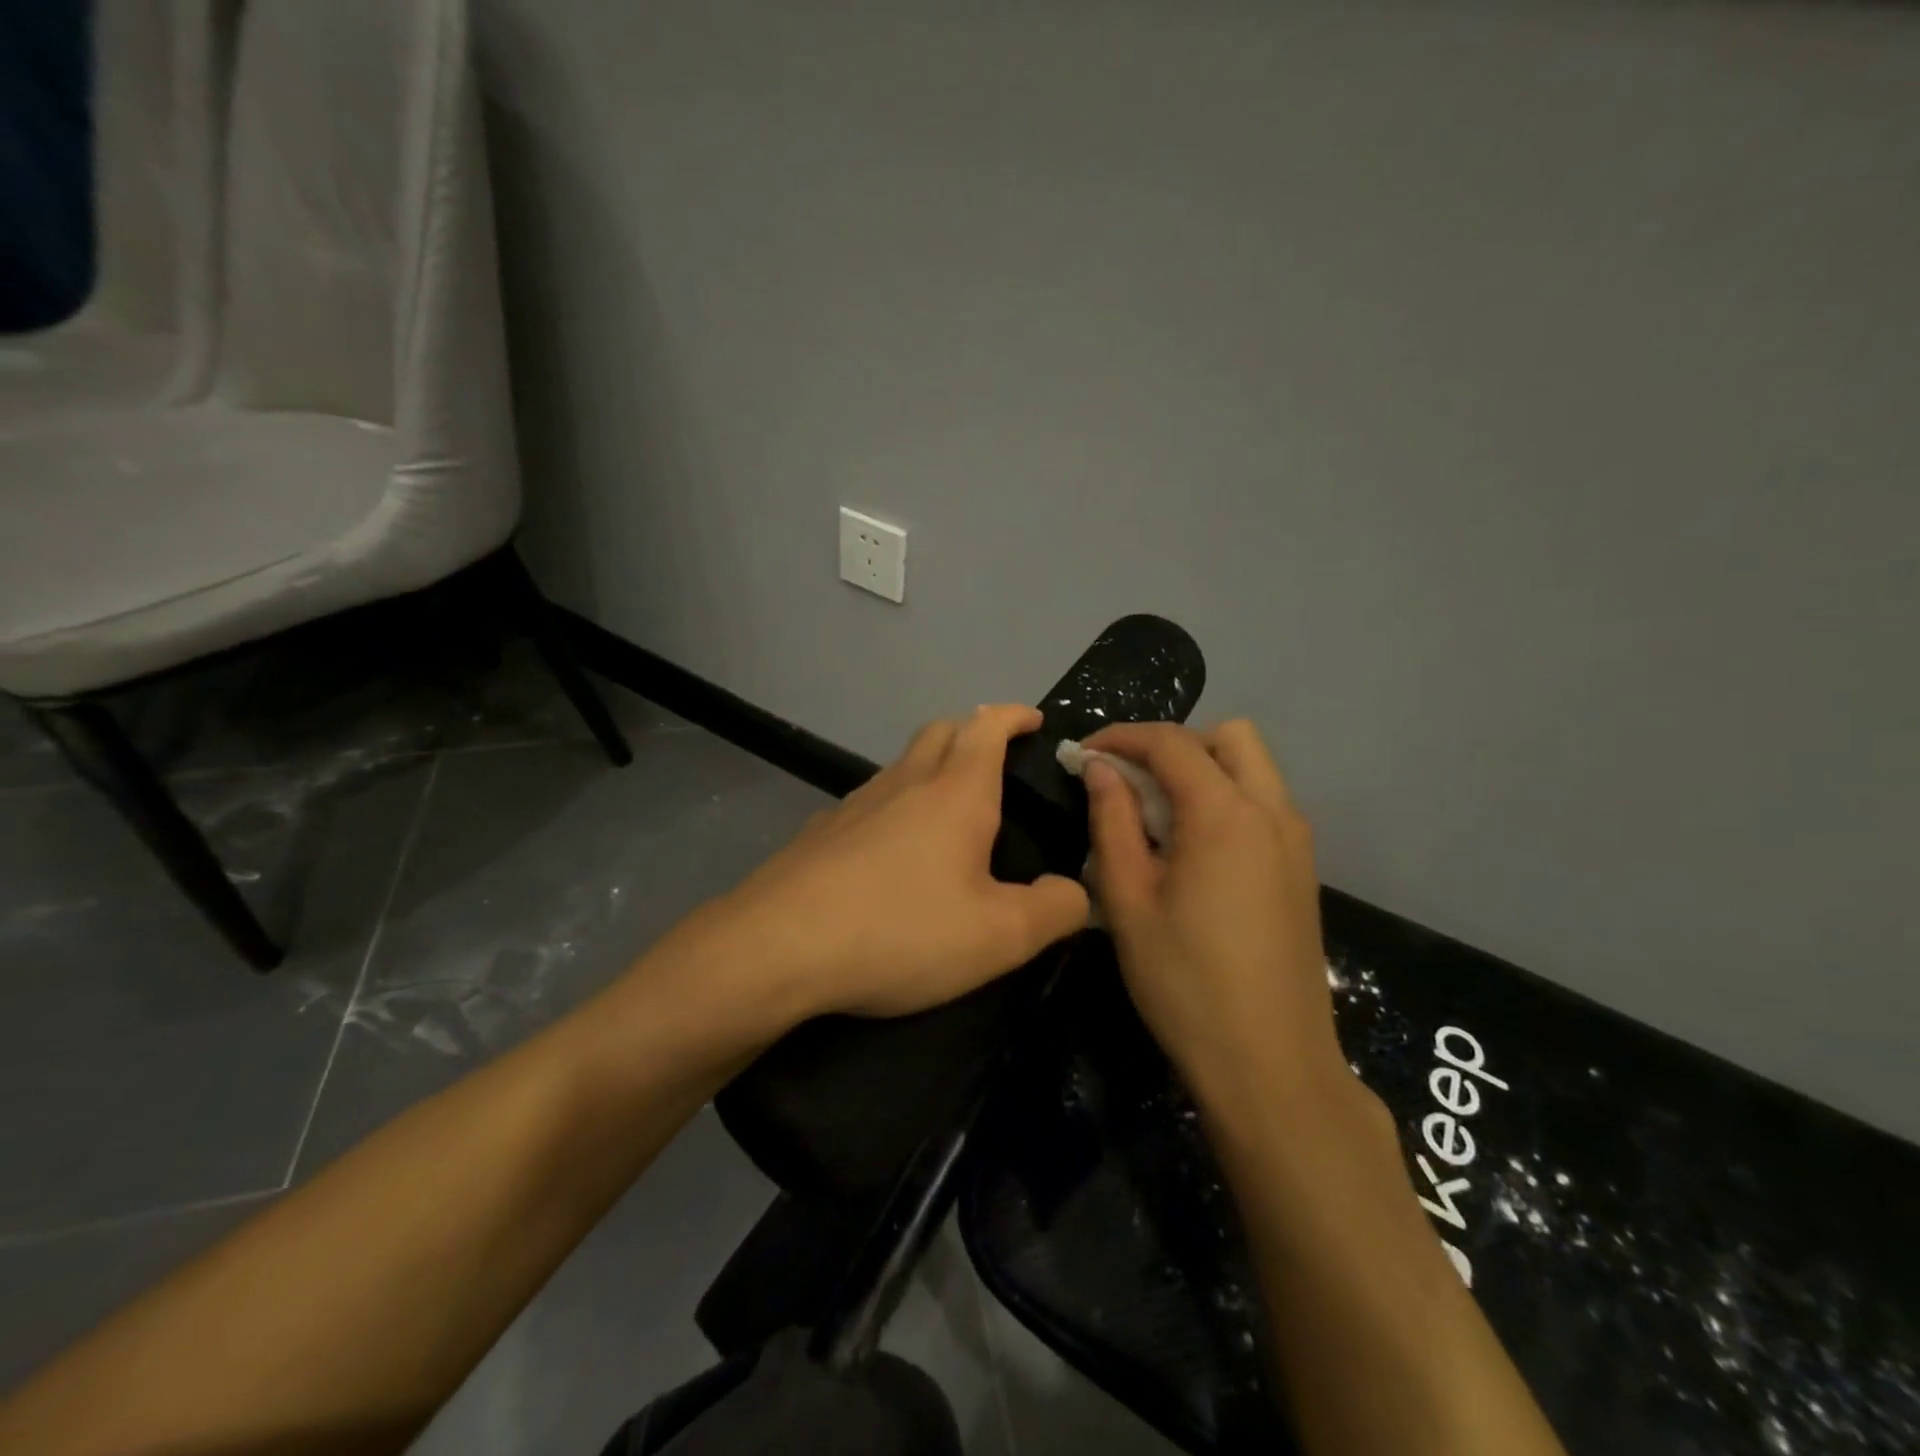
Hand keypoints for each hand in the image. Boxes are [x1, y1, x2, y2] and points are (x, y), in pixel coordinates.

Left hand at [703, 705, 1089, 1019]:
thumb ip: (1054, 910)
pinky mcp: (821, 833)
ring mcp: (855, 803)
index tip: (1034, 720)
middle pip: (940, 731)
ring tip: (950, 806)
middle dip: (972, 730)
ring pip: (902, 764)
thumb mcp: (999, 936)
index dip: (1014, 716)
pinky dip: (895, 805)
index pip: (988, 726)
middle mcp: (904, 783)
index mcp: (955, 793)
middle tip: (995, 757)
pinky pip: (870, 801)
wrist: (777, 947)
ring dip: (931, 765)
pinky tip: (893, 851)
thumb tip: (1076, 893)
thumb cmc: (901, 929)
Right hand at [1082, 720, 1345, 1109]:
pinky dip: (1226, 799)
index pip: (1172, 743)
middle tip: (1130, 782)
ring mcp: (1297, 841)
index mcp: (1226, 815)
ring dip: (1203, 770)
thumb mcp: (1128, 900)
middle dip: (1173, 745)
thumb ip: (1112, 822)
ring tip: (1157, 816)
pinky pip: (1264, 804)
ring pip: (1252, 768)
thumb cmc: (1185, 983)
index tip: (1082, 755)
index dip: (1121, 737)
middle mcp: (1273, 812)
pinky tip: (1193, 850)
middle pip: (1229, 737)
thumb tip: (1100, 769)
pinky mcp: (1302, 869)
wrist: (1270, 1065)